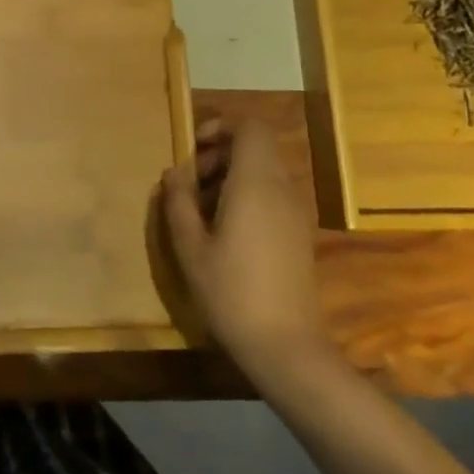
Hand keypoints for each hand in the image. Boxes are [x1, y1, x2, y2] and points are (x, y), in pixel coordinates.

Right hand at [159, 116, 324, 365]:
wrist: (286, 347)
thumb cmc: (231, 292)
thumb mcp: (190, 246)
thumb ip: (178, 201)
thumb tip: (174, 174)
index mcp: (256, 184)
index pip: (250, 126)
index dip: (221, 126)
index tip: (193, 148)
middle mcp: (282, 189)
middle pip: (255, 147)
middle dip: (219, 154)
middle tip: (189, 184)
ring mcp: (295, 212)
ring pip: (263, 171)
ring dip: (230, 177)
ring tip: (200, 210)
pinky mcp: (299, 234)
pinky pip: (272, 194)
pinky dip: (246, 196)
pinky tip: (224, 231)